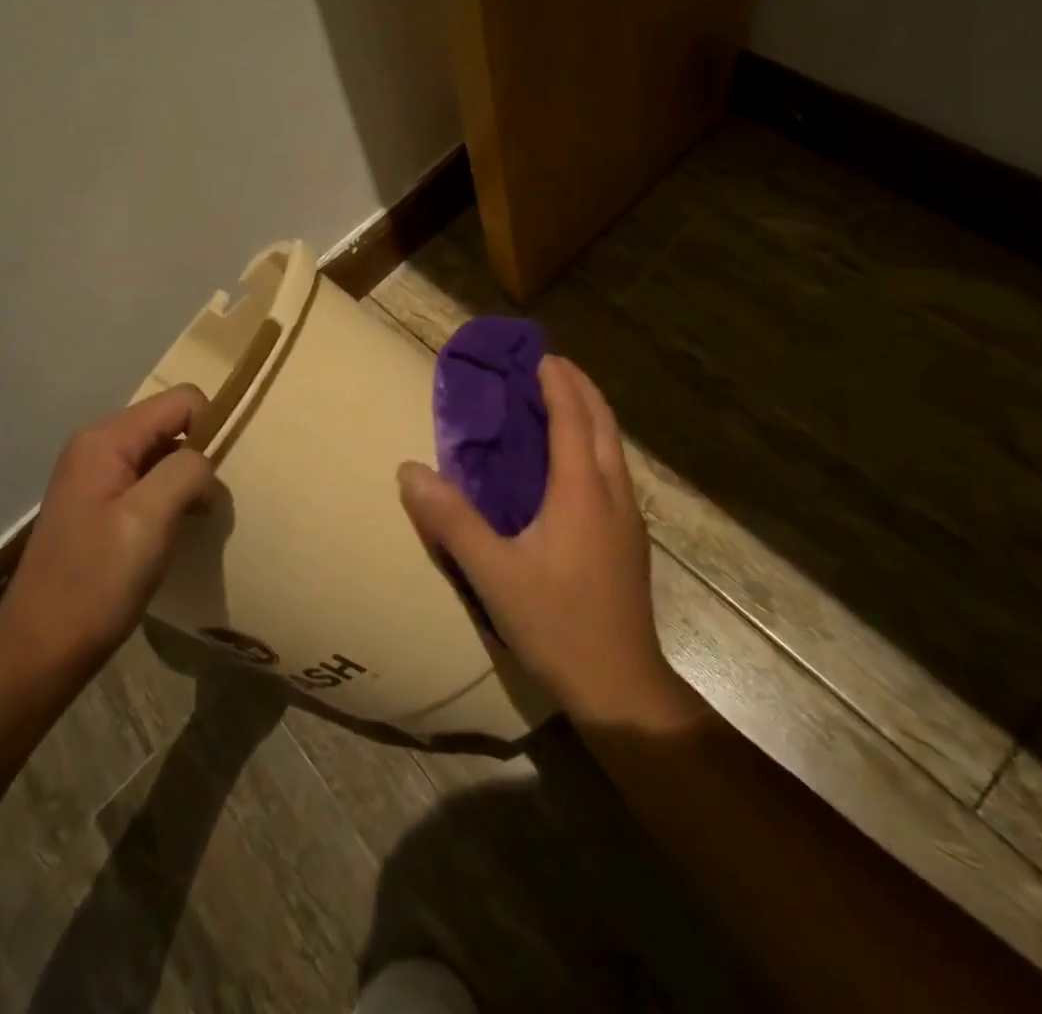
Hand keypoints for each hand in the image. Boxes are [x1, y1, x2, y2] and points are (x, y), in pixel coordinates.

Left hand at [0, 385, 214, 674]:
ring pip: (163, 454)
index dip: (210, 428)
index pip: (182, 401)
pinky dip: (169, 497)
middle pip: (171, 424)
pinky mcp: (98, 503)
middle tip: (205, 505)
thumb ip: (186, 471)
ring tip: (192, 521)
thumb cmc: (98, 580)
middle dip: (198, 456)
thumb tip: (205, 459)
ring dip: (186, 481)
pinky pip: (148, 480)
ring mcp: (95, 475)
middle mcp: (97, 445)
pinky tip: (171, 530)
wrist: (42, 648)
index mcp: (106, 439)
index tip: (215, 477)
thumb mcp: (149, 518)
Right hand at [398, 355, 690, 727]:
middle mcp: (613, 493)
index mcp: (582, 491)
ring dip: (592, 415)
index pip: (573, 418)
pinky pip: (614, 470)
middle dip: (581, 387)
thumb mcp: (493, 573)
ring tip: (562, 403)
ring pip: (614, 447)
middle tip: (551, 367)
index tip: (540, 355)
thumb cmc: (557, 623)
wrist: (621, 686)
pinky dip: (595, 444)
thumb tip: (409, 471)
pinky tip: (574, 464)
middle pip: (603, 423)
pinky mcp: (631, 540)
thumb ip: (451, 520)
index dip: (558, 383)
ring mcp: (629, 517)